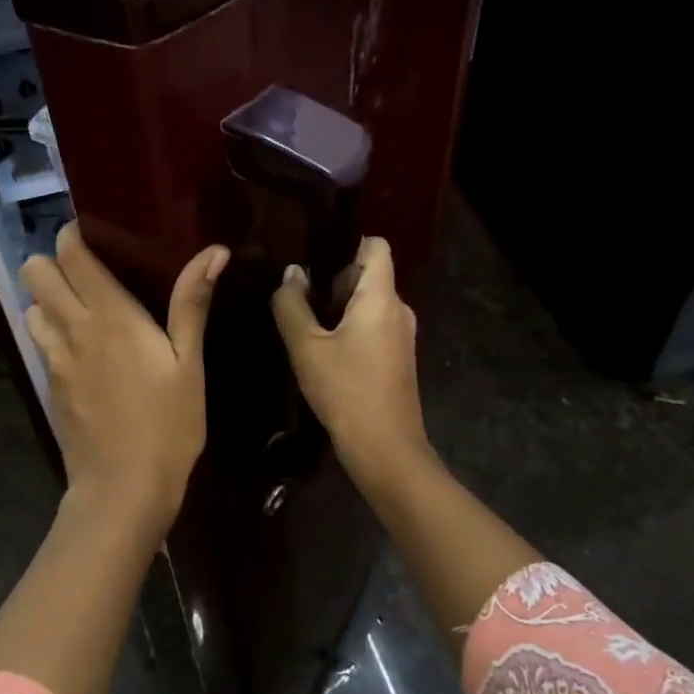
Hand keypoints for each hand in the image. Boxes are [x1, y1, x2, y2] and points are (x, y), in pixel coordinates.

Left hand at [20, 223, 227, 535]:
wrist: (123, 489)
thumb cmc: (168, 424)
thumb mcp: (189, 364)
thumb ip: (192, 303)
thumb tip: (214, 251)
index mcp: (110, 316)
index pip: (71, 255)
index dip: (73, 236)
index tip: (94, 235)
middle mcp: (72, 328)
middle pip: (35, 272)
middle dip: (54, 263)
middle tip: (90, 273)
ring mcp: (54, 359)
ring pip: (31, 306)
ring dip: (49, 299)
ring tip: (83, 309)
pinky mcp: (49, 386)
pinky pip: (39, 341)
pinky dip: (51, 331)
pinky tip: (81, 349)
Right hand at [271, 237, 436, 490]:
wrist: (385, 449)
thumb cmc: (346, 391)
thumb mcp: (306, 347)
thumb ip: (292, 305)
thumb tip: (292, 274)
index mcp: (382, 297)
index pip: (375, 247)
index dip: (347, 243)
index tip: (314, 257)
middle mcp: (398, 309)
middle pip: (368, 275)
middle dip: (333, 281)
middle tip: (298, 300)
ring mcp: (401, 336)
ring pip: (368, 303)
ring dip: (338, 308)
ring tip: (305, 327)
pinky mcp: (398, 358)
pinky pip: (373, 327)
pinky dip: (349, 329)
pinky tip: (323, 352)